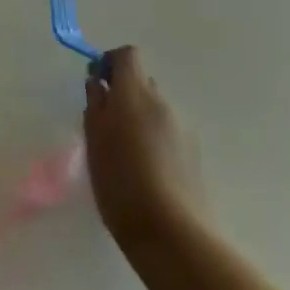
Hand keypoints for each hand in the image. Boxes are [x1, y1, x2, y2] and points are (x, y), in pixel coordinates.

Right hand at [83, 46, 206, 248]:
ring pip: (155, 109)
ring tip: (124, 153)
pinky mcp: (195, 154)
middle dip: (123, 94)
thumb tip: (98, 84)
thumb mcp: (94, 141)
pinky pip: (168, 132)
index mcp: (135, 93)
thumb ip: (95, 105)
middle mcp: (163, 103)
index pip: (127, 55)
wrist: (173, 234)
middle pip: (142, 81)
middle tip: (105, 124)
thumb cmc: (121, 183)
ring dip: (138, 118)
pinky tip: (145, 171)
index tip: (96, 84)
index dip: (109, 62)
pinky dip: (154, 139)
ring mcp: (183, 128)